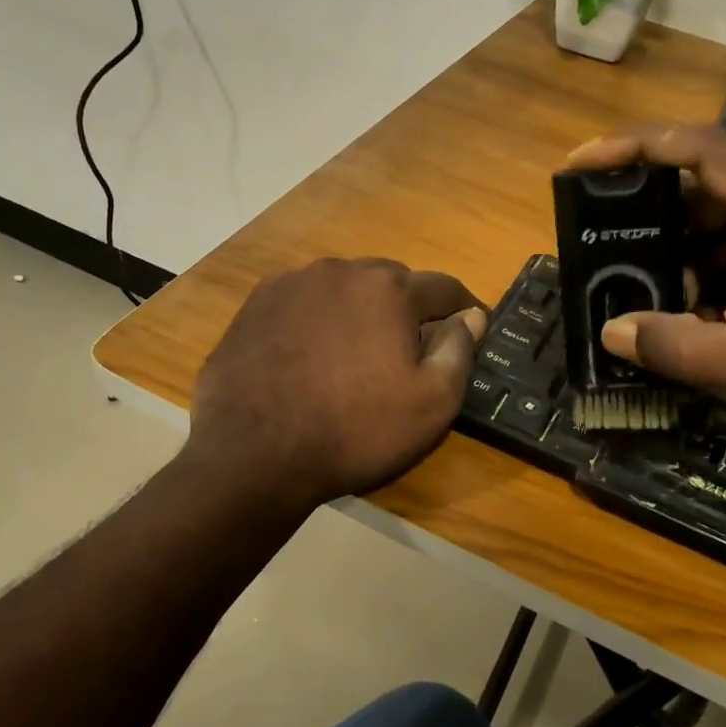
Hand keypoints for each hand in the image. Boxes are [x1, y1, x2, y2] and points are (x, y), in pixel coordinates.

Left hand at [186, 258, 487, 507]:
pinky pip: (304, 303)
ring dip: (359, 311)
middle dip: (407, 308)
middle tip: (407, 350)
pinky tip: (312, 356)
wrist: (254, 455)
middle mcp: (340, 271)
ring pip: (344, 289)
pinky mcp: (255, 305)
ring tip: (355, 354)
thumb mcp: (432, 403)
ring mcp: (292, 284)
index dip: (462, 309)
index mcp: (388, 288)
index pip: (443, 287)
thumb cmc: (356, 430)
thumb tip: (471, 316)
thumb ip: (459, 350)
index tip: (470, 329)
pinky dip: (318, 320)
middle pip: (391, 282)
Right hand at [565, 124, 725, 455]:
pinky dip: (692, 289)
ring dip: (669, 261)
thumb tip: (611, 331)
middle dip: (644, 213)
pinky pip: (720, 268)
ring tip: (638, 298)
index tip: (580, 162)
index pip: (704, 152)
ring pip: (705, 233)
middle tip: (595, 239)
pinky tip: (683, 326)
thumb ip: (684, 350)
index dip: (639, 146)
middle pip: (698, 190)